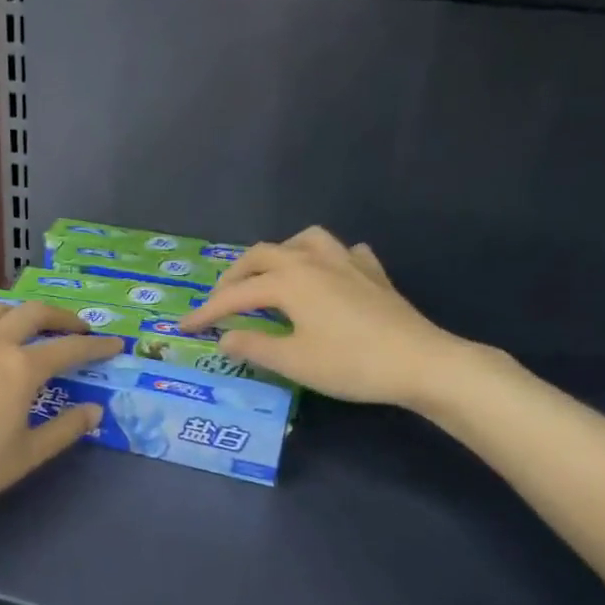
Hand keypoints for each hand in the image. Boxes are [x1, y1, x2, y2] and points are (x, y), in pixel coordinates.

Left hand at [0, 300, 120, 527]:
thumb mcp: (27, 456)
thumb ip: (65, 429)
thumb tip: (94, 410)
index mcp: (20, 368)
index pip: (69, 348)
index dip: (96, 345)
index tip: (115, 344)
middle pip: (32, 313)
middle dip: (61, 316)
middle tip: (75, 328)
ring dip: (17, 314)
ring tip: (25, 328)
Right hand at [181, 227, 480, 411]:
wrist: (420, 362)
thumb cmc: (350, 363)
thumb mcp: (293, 361)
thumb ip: (253, 346)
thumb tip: (224, 337)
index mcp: (288, 281)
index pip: (236, 294)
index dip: (207, 311)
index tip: (184, 327)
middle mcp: (312, 261)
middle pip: (263, 255)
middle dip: (236, 275)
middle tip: (222, 299)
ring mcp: (347, 262)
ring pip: (304, 241)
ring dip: (280, 253)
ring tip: (271, 275)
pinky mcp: (373, 274)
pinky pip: (343, 253)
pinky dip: (326, 260)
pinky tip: (328, 276)